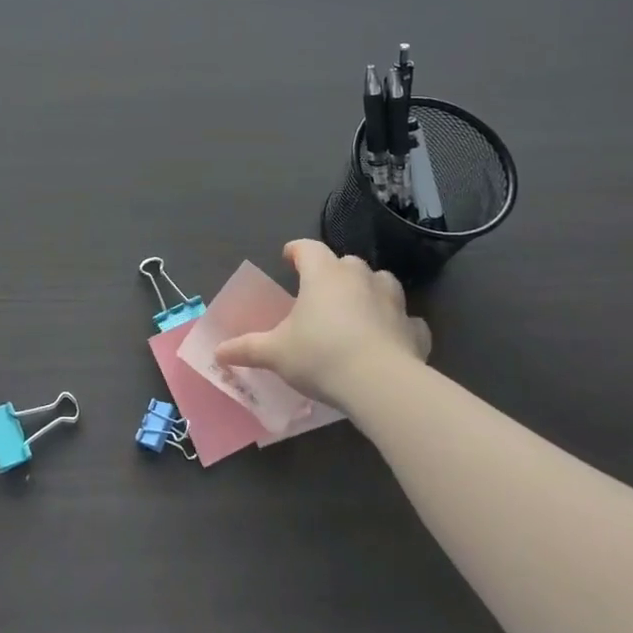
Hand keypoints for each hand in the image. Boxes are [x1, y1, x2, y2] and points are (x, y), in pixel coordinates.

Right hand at [216, 240, 429, 411]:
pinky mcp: (414, 329)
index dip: (297, 250)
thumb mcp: (275, 353)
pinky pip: (406, 319)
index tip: (289, 258)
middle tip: (320, 291)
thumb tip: (217, 352)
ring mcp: (392, 301)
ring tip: (358, 307)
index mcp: (323, 274)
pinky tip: (390, 337)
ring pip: (381, 282)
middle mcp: (359, 278)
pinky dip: (398, 324)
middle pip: (345, 262)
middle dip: (333, 272)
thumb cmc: (320, 356)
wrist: (380, 384)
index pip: (308, 248)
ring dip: (369, 290)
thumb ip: (246, 348)